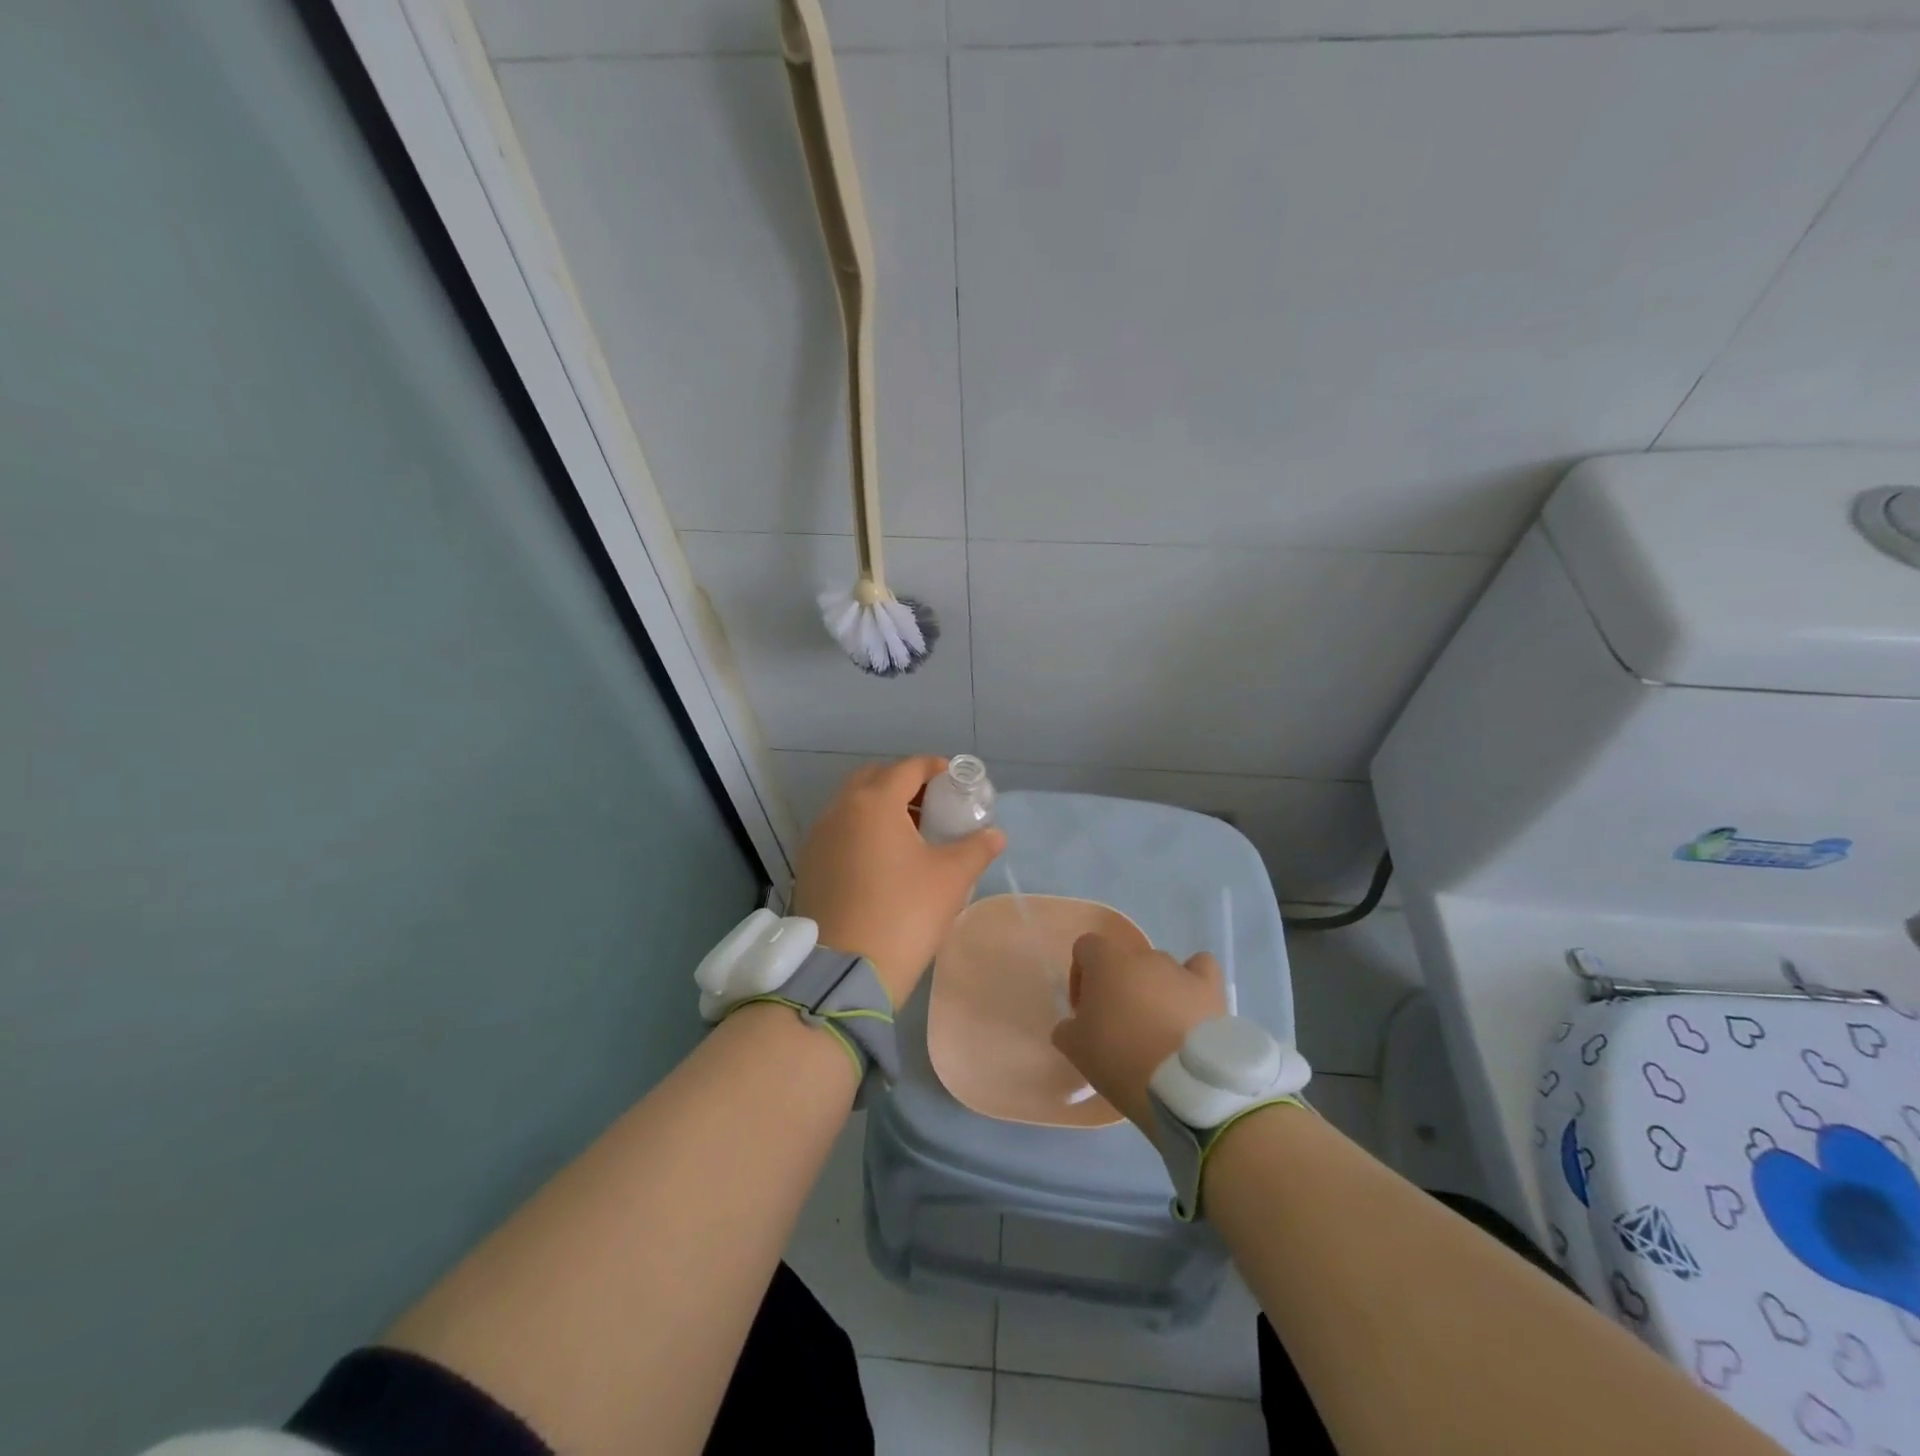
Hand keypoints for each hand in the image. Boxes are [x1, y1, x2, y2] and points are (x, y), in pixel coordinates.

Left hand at [792, 756, 1005, 1006]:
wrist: (845, 970)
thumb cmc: (904, 913)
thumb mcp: (951, 878)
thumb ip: (976, 848)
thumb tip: (995, 835)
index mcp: (874, 802)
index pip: (909, 767)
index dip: (936, 768)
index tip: (957, 782)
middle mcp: (840, 810)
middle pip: (875, 778)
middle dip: (905, 783)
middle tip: (933, 806)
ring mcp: (818, 837)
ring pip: (852, 805)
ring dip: (881, 807)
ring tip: (911, 834)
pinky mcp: (809, 865)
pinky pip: (839, 832)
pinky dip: (862, 831)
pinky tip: (882, 861)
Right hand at [1051, 933, 1227, 1130]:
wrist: (1182, 1084)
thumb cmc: (1120, 1058)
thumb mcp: (1075, 1049)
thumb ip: (1067, 1028)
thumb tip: (1073, 1025)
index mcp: (1107, 962)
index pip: (1085, 948)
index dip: (1080, 976)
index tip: (1084, 1011)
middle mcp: (1144, 956)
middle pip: (1124, 962)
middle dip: (1119, 987)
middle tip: (1119, 1026)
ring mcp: (1180, 970)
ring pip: (1159, 970)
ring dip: (1153, 991)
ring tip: (1158, 1030)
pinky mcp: (1210, 989)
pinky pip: (1200, 969)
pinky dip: (1194, 981)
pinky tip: (1191, 1003)